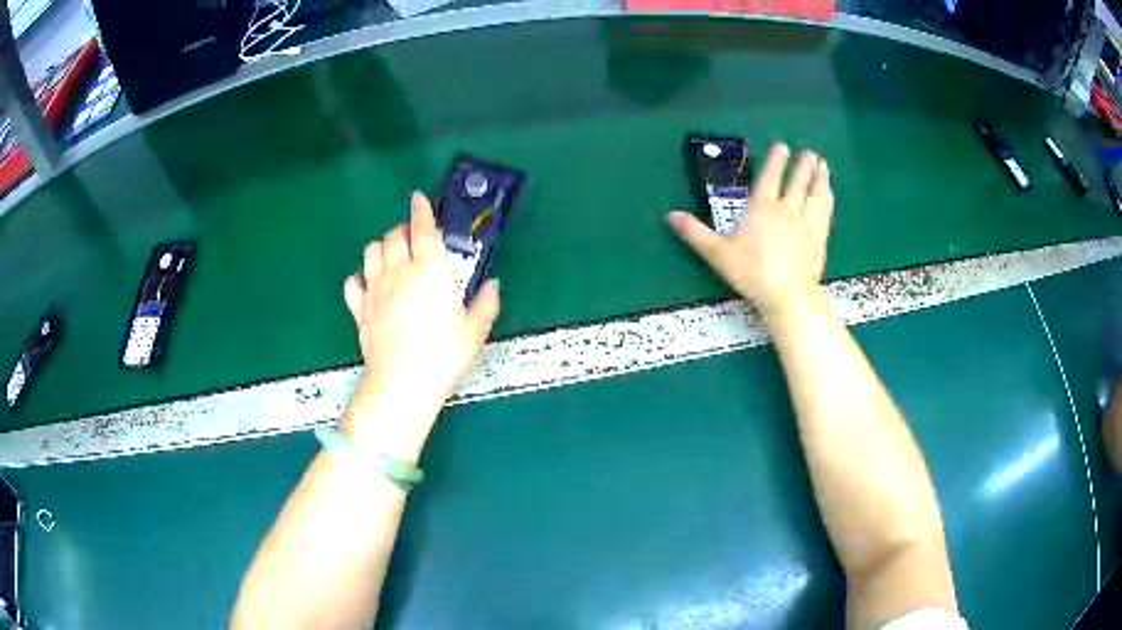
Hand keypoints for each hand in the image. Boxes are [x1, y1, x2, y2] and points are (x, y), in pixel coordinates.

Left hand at [341, 192, 500, 455]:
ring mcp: (375, 289)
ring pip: (371, 252)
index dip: (421, 209)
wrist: (402, 382)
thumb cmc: (443, 355)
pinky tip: (368, 285)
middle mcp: (400, 271)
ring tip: (391, 256)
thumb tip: (493, 286)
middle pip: (394, 235)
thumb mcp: (474, 331)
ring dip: (382, 247)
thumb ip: (485, 304)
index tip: (418, 198)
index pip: (423, 228)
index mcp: (430, 269)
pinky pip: (353, 283)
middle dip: (403, 230)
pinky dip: (360, 278)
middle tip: (413, 239)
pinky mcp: (359, 309)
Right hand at [668, 143, 832, 316]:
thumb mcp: (717, 253)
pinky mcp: (819, 239)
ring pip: (815, 195)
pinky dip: (827, 199)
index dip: (776, 161)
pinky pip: (825, 212)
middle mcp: (787, 210)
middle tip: (810, 153)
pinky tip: (829, 194)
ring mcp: (807, 224)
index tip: (783, 147)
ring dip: (819, 178)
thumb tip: (669, 215)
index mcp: (762, 208)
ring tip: (823, 166)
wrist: (787, 295)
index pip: (770, 177)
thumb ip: (695, 233)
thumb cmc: (751, 272)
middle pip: (798, 182)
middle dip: (803, 166)